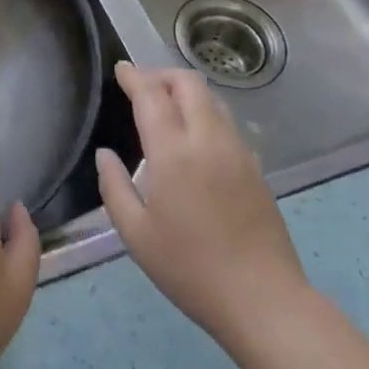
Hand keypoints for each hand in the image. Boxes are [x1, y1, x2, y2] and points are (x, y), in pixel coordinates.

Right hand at [96, 63, 309, 348]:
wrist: (263, 299)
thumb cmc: (189, 268)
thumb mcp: (136, 234)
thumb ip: (114, 186)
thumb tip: (105, 154)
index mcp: (174, 152)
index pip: (152, 95)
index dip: (134, 76)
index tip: (120, 69)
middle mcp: (209, 140)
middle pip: (189, 83)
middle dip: (162, 75)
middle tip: (141, 86)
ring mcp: (238, 151)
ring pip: (213, 100)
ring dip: (186, 92)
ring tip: (165, 106)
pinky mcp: (256, 167)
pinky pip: (227, 123)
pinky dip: (205, 114)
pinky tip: (194, 139)